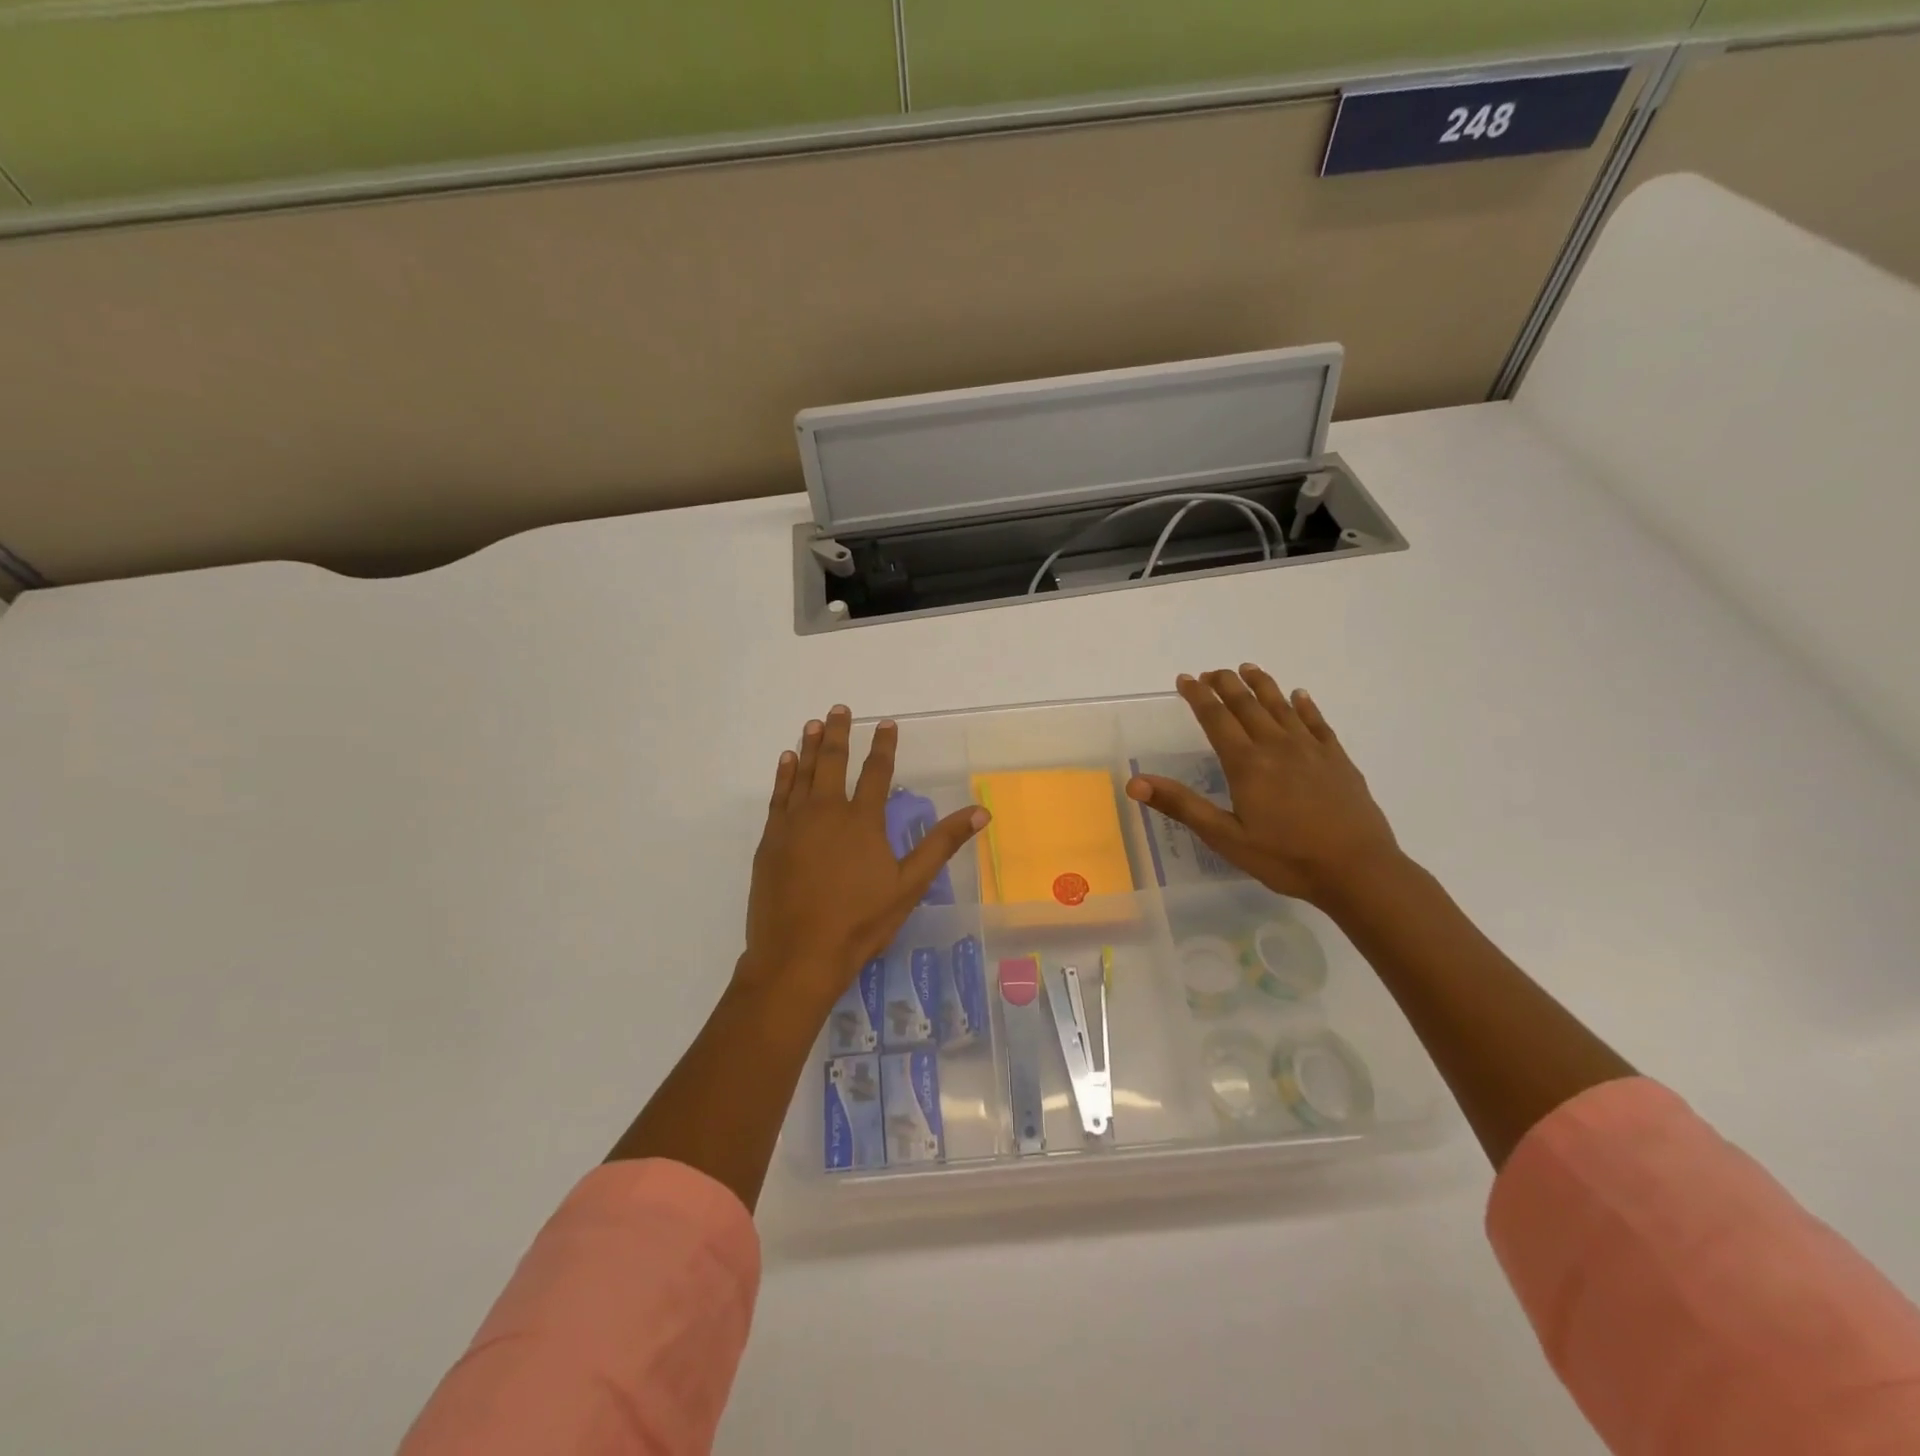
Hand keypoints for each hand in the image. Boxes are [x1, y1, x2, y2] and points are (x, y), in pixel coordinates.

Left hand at [739, 705, 988, 1006]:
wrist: (799, 954)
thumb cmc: (860, 922)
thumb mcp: (910, 885)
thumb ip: (942, 844)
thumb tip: (981, 811)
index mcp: (862, 821)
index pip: (877, 773)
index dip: (884, 746)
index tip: (887, 723)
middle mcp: (827, 812)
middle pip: (834, 762)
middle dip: (840, 733)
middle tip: (840, 709)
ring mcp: (794, 824)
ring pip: (803, 773)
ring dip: (811, 746)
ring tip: (815, 724)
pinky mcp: (771, 840)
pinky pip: (779, 796)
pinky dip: (784, 774)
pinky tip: (787, 760)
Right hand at [1125, 666, 1401, 907]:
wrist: (1358, 869)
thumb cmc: (1286, 858)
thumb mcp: (1225, 838)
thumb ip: (1182, 805)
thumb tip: (1135, 782)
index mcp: (1247, 764)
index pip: (1216, 718)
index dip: (1198, 696)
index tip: (1185, 679)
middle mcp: (1277, 746)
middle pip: (1247, 704)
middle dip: (1226, 684)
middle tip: (1212, 671)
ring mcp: (1311, 749)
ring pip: (1281, 706)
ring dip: (1262, 685)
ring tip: (1248, 669)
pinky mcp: (1337, 759)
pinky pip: (1317, 722)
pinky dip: (1305, 705)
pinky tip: (1300, 696)